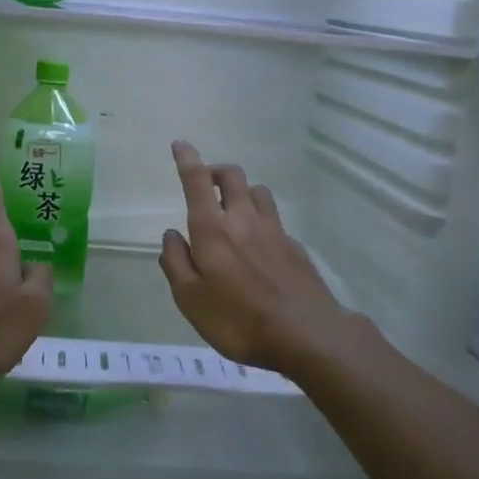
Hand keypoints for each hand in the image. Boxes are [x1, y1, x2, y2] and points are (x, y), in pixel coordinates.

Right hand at [158, 141, 356, 374]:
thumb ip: (176, 263)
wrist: (307, 335)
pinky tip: (258, 245)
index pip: (196, 181)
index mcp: (212, 229)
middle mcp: (244, 220)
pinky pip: (274, 219)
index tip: (180, 144)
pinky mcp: (294, 246)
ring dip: (241, 191)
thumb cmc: (238, 320)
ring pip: (258, 192)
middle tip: (204, 184)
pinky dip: (260, 219)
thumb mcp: (190, 300)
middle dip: (215, 170)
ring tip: (232, 210)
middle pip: (232, 176)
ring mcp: (274, 231)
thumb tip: (172, 235)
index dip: (187, 159)